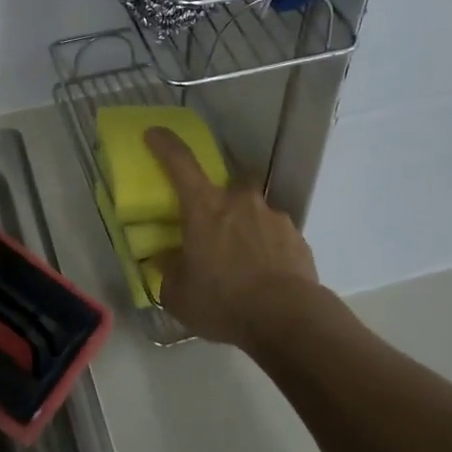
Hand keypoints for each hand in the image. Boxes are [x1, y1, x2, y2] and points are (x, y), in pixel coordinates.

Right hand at [145, 127, 319, 348]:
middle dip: (223, 197)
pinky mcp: (297, 238)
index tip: (154, 133)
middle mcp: (240, 202)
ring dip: (247, 228)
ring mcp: (273, 217)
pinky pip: (276, 236)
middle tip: (216, 225)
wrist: (288, 319)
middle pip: (229, 183)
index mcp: (204, 208)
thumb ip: (169, 272)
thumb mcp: (179, 295)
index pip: (180, 162)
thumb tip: (165, 259)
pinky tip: (266, 276)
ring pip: (255, 211)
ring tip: (244, 261)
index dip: (165, 144)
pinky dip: (268, 248)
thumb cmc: (223, 301)